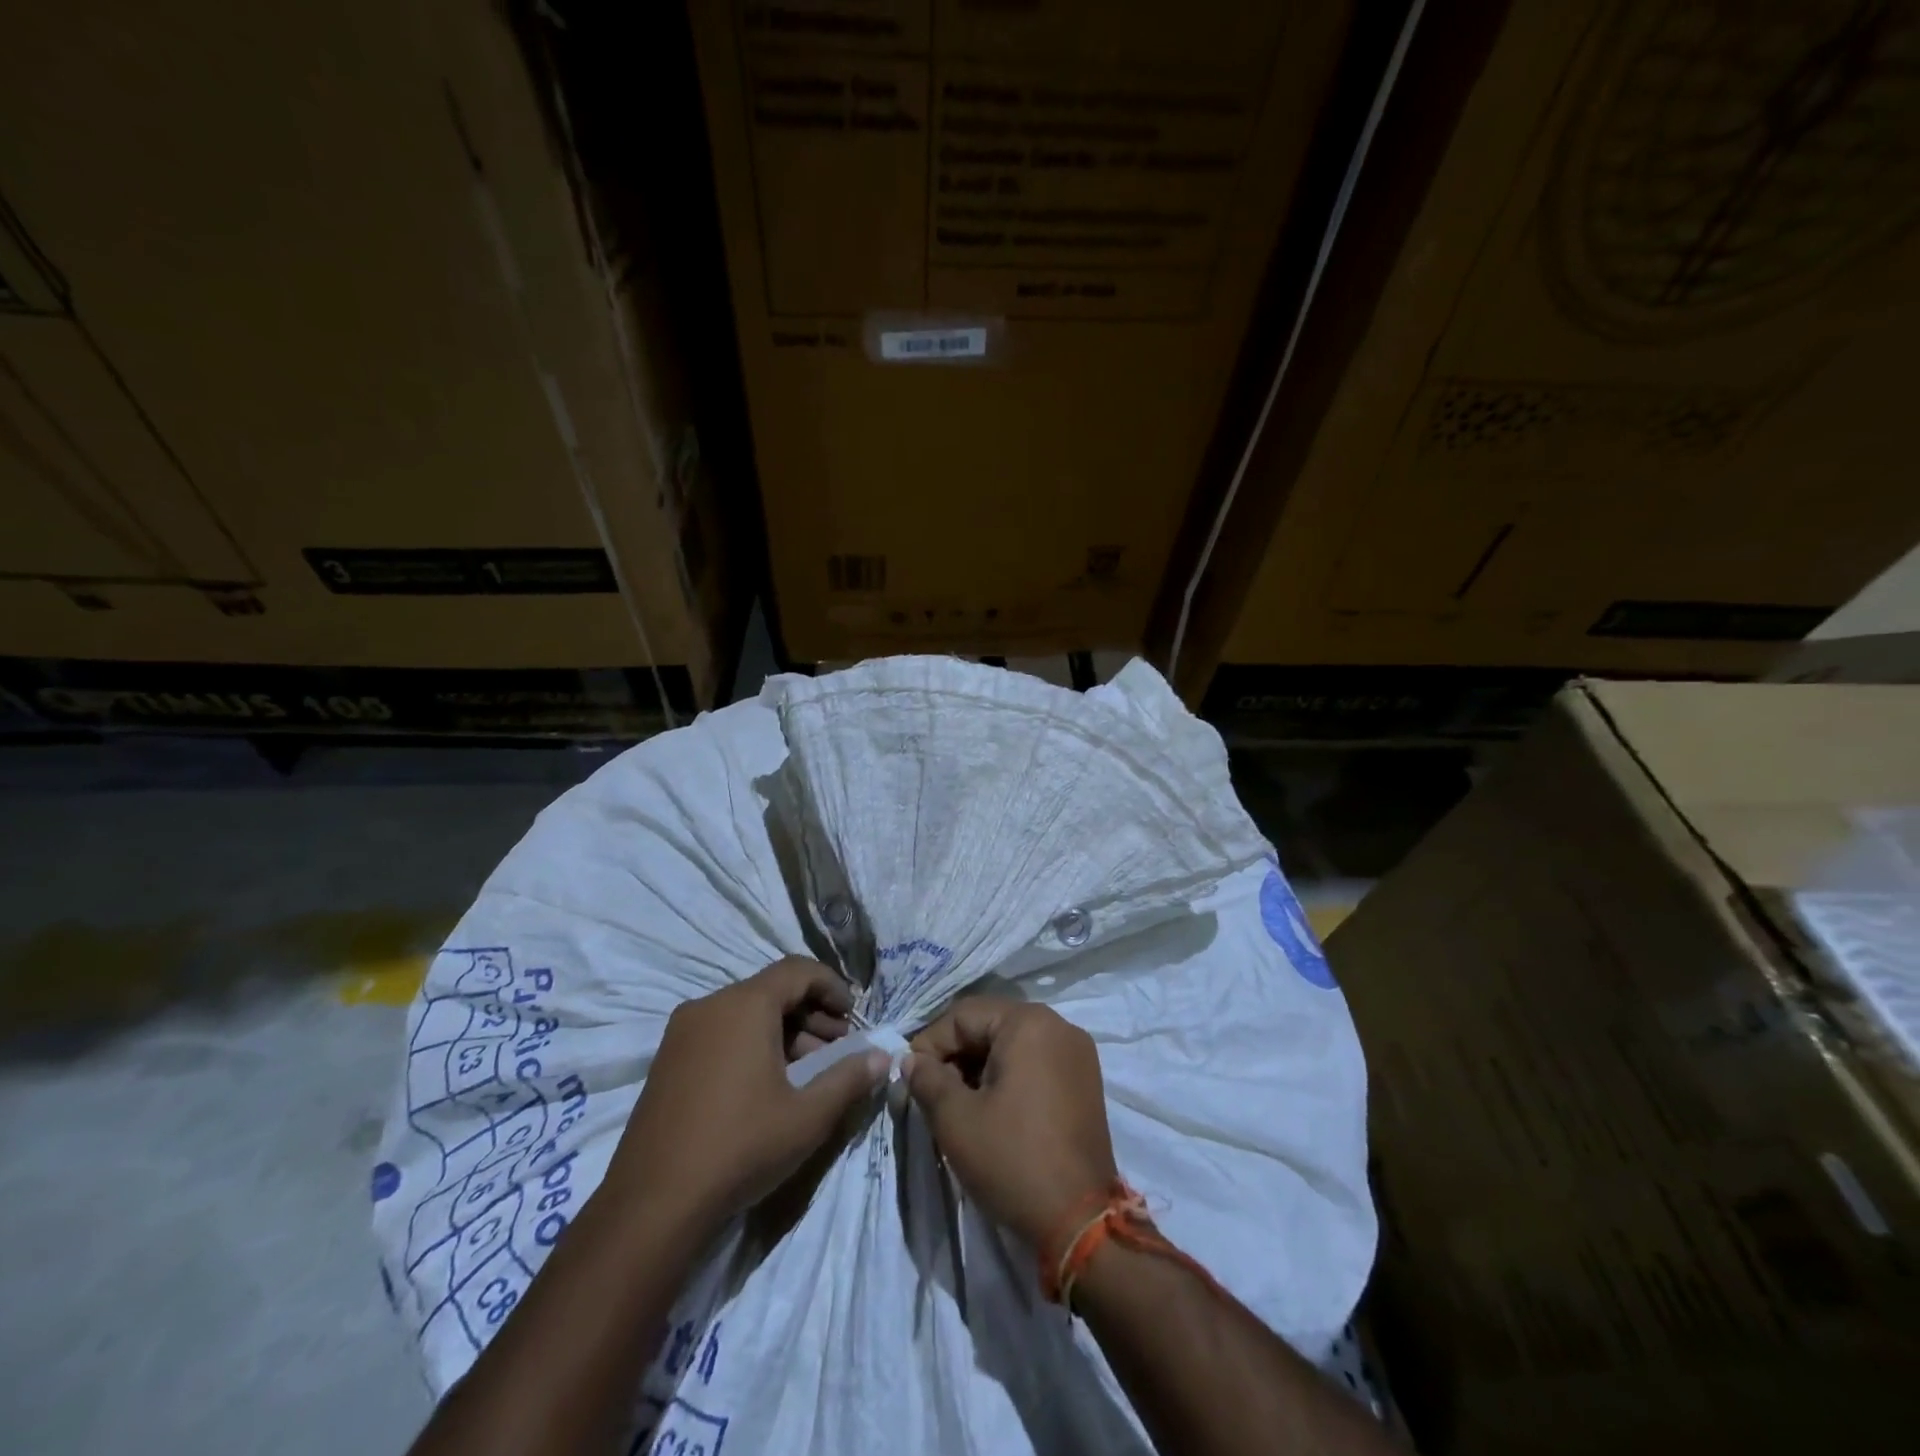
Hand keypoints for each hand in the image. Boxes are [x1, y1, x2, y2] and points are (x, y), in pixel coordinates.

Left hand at [602, 958, 888, 1234]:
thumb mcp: (808, 1116)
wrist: (652, 1205)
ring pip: (746, 1013)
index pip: (799, 970)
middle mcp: (710, 1006)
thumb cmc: (740, 1147)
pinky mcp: (668, 1060)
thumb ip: (850, 1078)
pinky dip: (753, 1043)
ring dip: (784, 1031)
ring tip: (809, 1071)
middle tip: (839, 1050)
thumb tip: (882, 1056)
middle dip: (812, 1014)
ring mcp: (682, 1032)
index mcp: (744, 1005)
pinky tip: (768, 1085)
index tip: (854, 1017)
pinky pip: (721, 1032)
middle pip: (772, 990)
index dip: (833, 987)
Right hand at [905, 997, 1118, 1245]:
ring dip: (980, 1067)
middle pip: (990, 1025)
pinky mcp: (1085, 1081)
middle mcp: (1058, 1025)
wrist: (1080, 1221)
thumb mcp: (956, 1119)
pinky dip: (1009, 1077)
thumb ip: (927, 1079)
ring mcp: (1077, 1053)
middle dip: (956, 1056)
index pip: (963, 1015)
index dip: (930, 1044)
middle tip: (933, 1095)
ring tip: (960, 1106)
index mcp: (1029, 1022)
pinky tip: (992, 1110)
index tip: (912, 1080)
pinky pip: (1036, 1062)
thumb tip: (910, 1060)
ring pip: (1012, 1044)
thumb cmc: (1012, 1159)